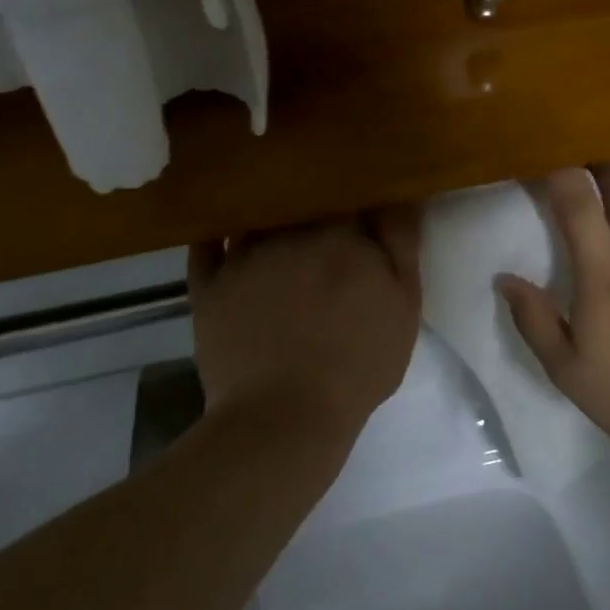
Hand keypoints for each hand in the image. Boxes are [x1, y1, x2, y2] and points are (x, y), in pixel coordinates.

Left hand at [189, 209, 421, 443]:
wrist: (285, 416)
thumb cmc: (358, 361)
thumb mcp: (403, 303)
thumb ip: (401, 243)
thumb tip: (399, 195)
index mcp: (339, 233)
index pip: (346, 193)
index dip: (353, 195)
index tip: (357, 204)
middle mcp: (288, 233)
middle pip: (299, 200)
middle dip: (309, 201)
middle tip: (317, 213)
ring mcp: (243, 259)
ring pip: (256, 217)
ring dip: (265, 213)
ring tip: (271, 218)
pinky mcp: (209, 288)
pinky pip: (206, 249)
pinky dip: (214, 236)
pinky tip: (222, 232)